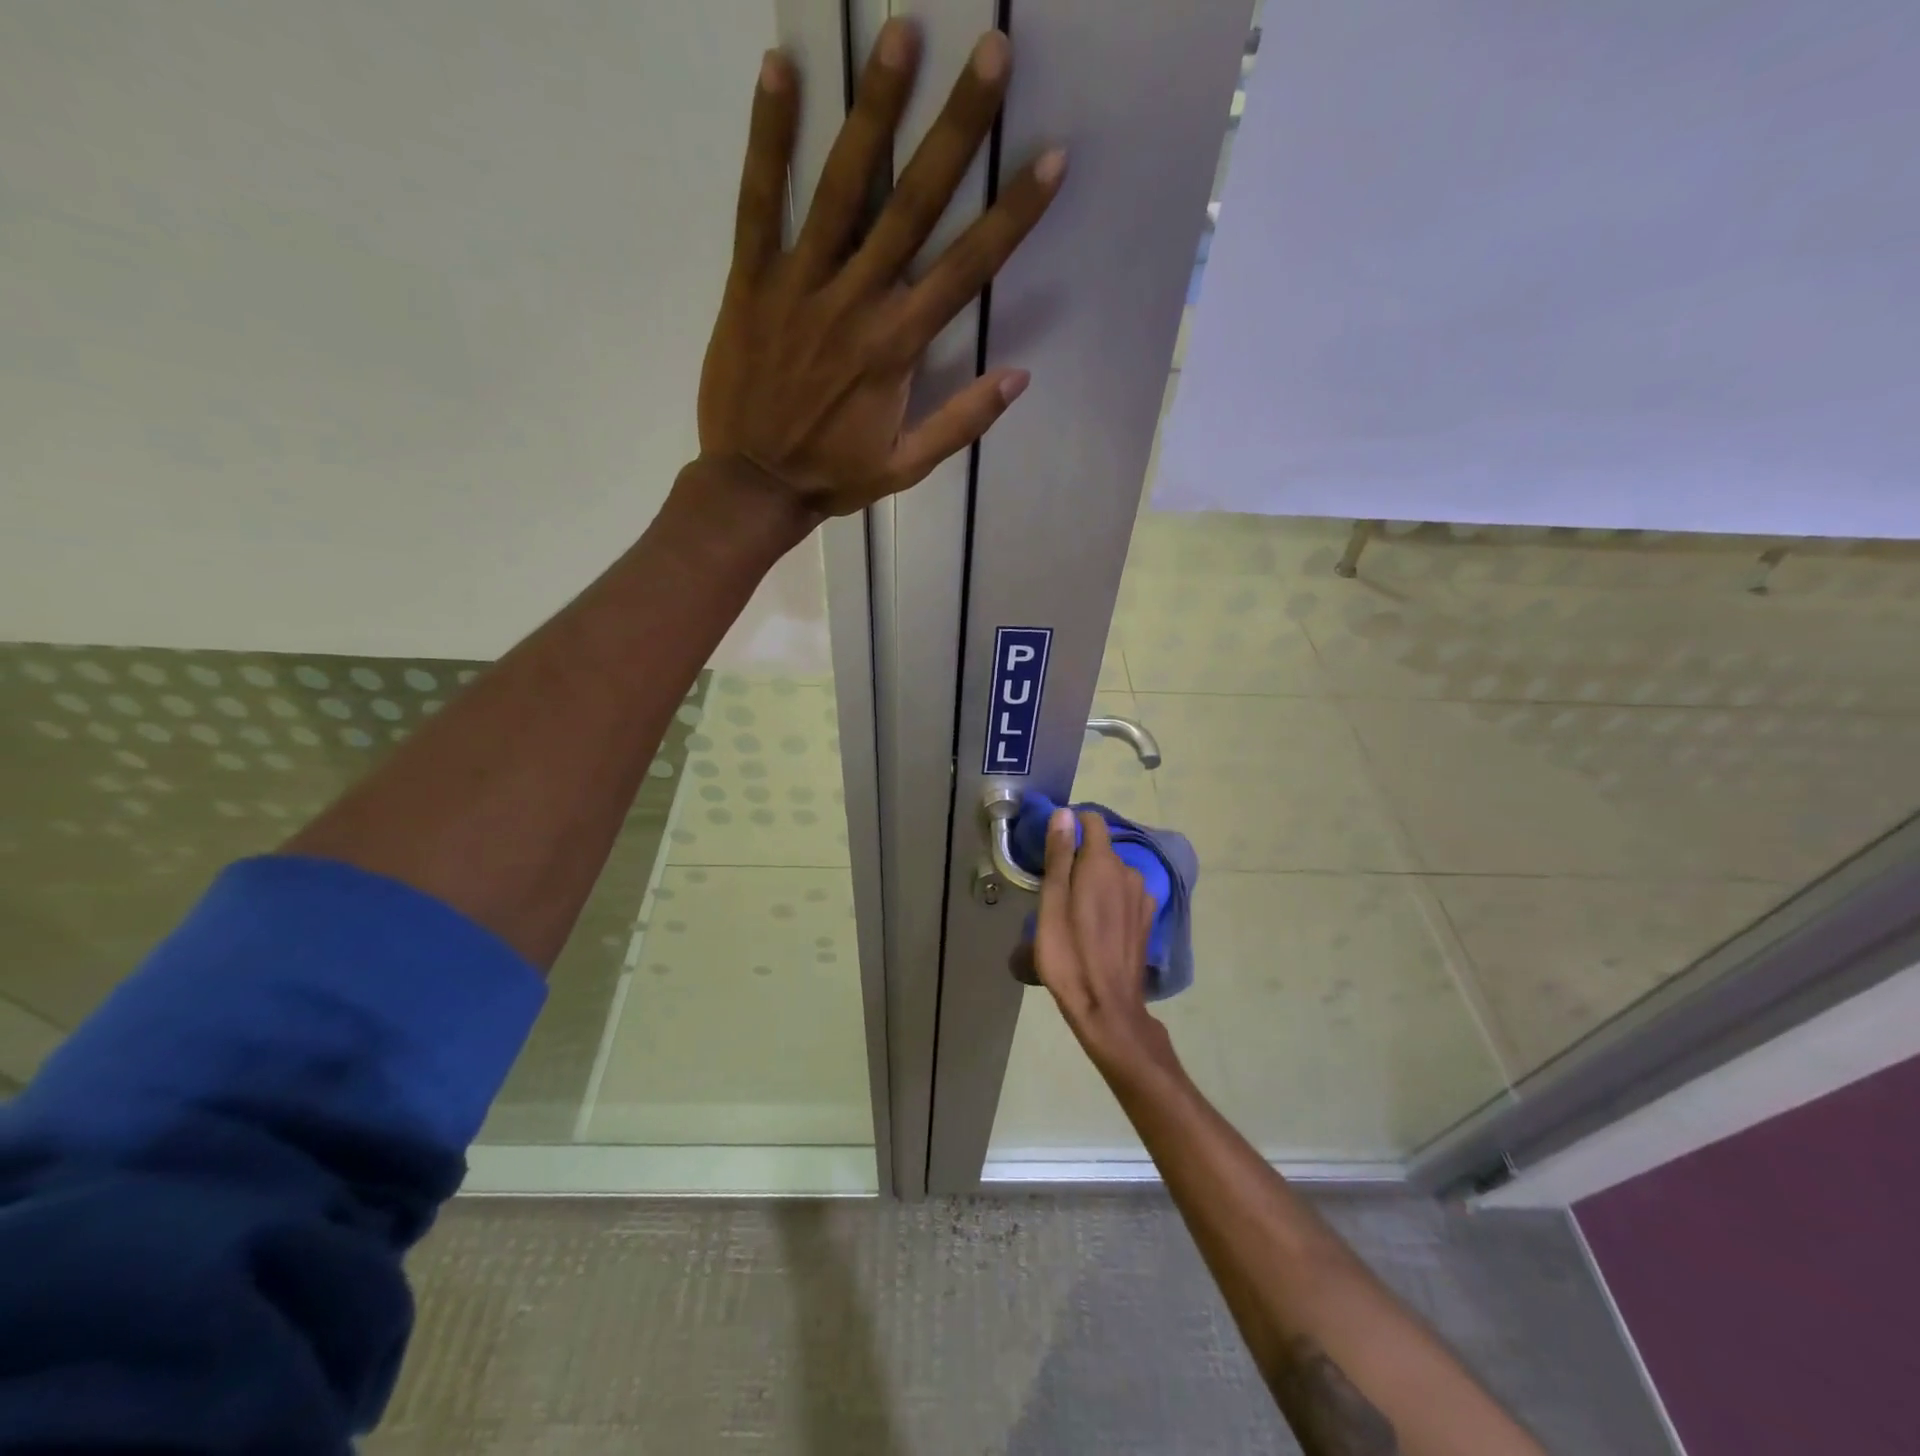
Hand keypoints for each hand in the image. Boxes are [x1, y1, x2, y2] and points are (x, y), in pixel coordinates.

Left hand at [696, 20, 1064, 518]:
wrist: (754, 485)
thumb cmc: (835, 476)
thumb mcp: (908, 466)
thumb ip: (963, 421)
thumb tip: (1019, 376)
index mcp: (897, 347)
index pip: (965, 268)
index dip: (1011, 214)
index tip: (1049, 158)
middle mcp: (855, 302)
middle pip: (913, 205)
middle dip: (956, 129)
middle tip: (990, 52)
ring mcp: (800, 286)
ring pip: (841, 187)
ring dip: (873, 109)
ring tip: (900, 33)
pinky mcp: (751, 281)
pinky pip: (758, 201)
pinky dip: (768, 138)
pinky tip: (780, 69)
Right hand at [1033, 808, 1179, 1079]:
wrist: (1108, 1007)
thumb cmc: (1069, 954)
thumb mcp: (1052, 903)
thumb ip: (1060, 855)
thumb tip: (1064, 814)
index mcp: (1104, 864)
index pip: (1093, 822)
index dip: (1072, 825)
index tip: (1052, 843)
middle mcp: (1129, 873)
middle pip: (1102, 850)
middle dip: (1079, 857)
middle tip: (1054, 884)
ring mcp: (1142, 898)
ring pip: (1114, 874)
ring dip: (1094, 881)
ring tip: (1072, 908)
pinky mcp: (1146, 921)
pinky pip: (1124, 895)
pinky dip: (1108, 899)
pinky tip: (1094, 924)